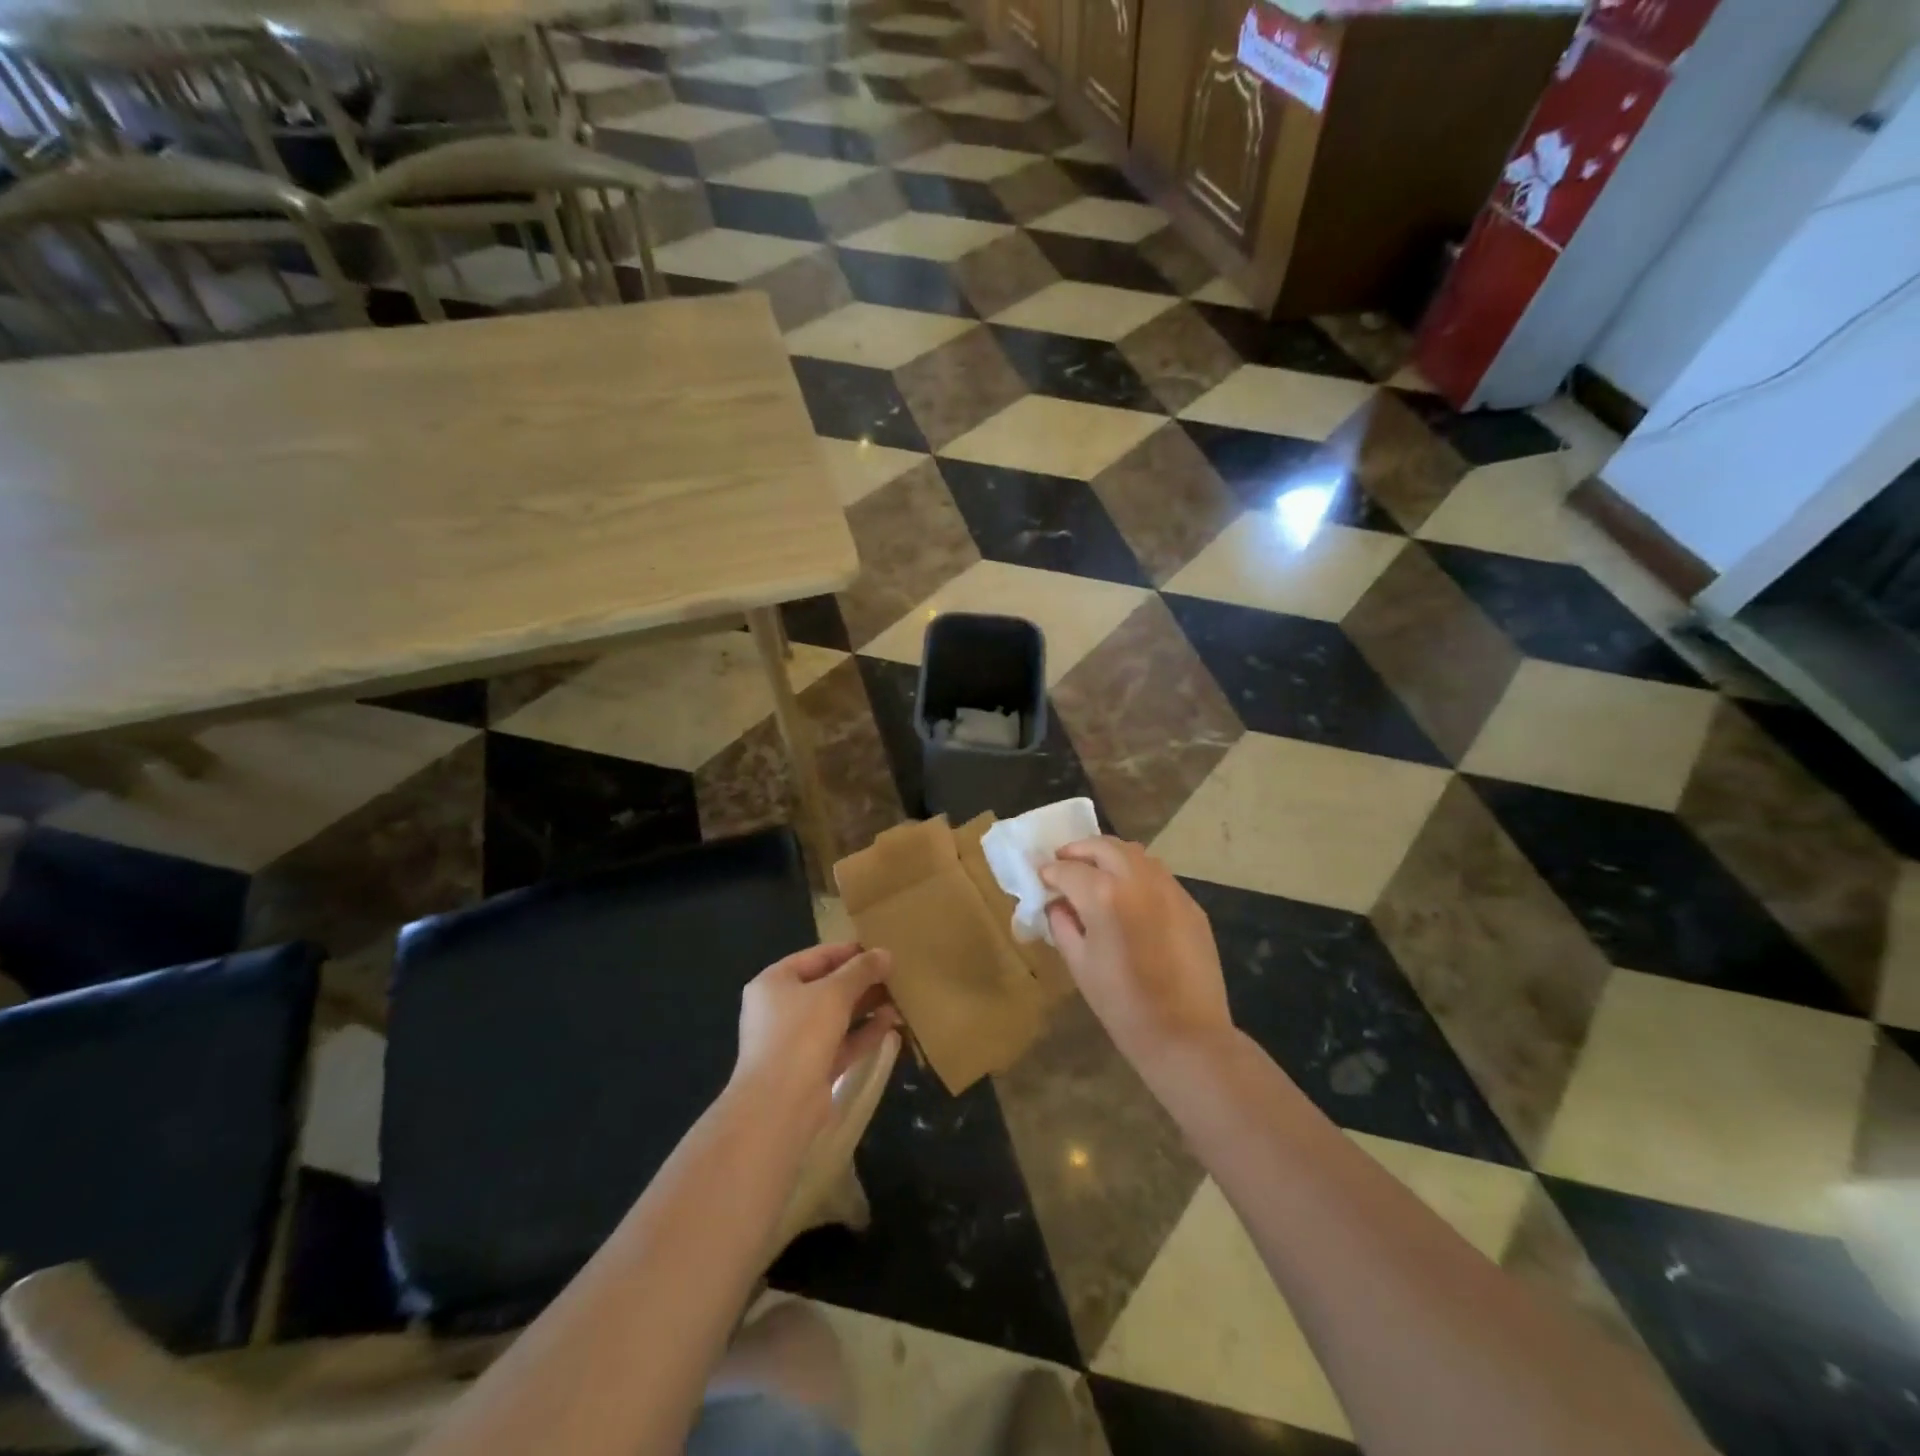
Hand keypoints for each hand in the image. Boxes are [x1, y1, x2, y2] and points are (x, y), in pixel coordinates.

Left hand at [731, 943, 899, 1130]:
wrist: (779, 1105)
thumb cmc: (800, 1033)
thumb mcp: (834, 993)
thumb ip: (861, 970)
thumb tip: (885, 953)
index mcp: (774, 982)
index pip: (816, 957)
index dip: (849, 951)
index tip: (880, 949)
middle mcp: (780, 1009)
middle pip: (826, 987)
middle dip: (861, 981)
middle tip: (895, 973)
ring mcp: (794, 1041)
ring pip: (836, 1016)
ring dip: (866, 1007)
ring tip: (899, 996)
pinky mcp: (811, 1068)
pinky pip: (841, 1042)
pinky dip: (863, 1032)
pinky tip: (891, 1022)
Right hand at [1040, 837, 1232, 1068]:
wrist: (1186, 1035)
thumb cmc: (1122, 1005)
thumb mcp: (1080, 965)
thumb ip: (1063, 925)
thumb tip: (1057, 904)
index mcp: (1104, 896)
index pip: (1068, 869)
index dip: (1050, 872)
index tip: (1041, 877)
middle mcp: (1138, 880)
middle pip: (1103, 847)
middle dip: (1079, 850)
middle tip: (1064, 862)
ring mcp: (1169, 889)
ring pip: (1135, 853)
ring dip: (1109, 855)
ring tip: (1095, 872)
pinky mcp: (1190, 904)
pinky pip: (1158, 875)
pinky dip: (1136, 873)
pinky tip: (1129, 895)